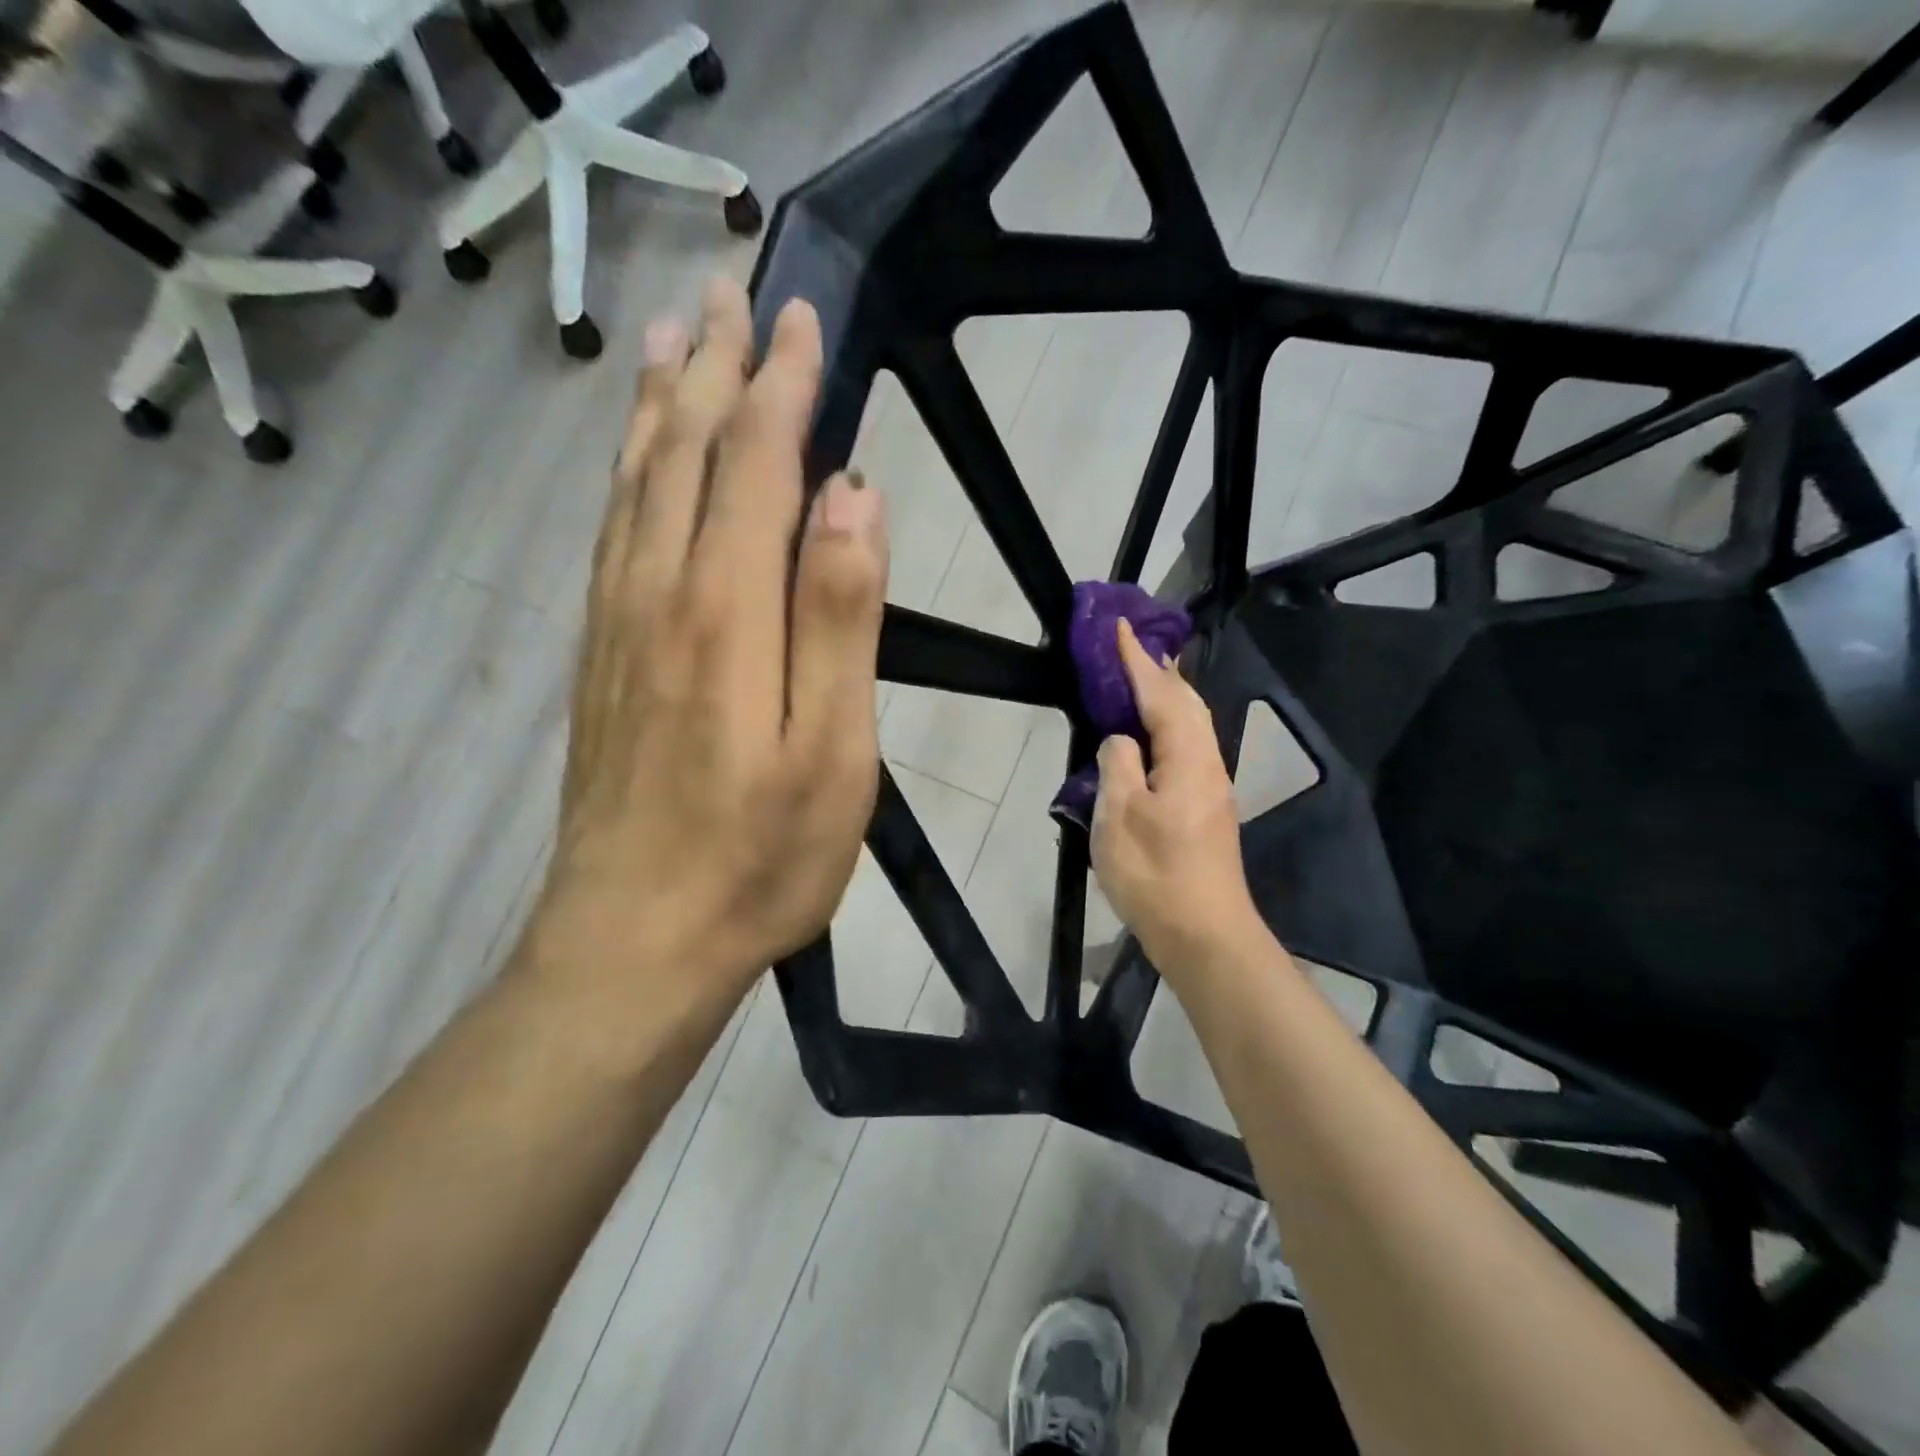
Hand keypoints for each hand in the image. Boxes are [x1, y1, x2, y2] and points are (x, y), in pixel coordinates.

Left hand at [539, 278, 888, 1001]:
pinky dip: (627, 475)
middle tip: (732, 291)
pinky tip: (634, 463)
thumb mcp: (832, 751)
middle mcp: (658, 595)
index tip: (803, 319)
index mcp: (726, 612)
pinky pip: (611, 536)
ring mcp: (618, 627)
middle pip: (685, 455)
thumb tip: (856, 498)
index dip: (782, 388)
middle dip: (716, 369)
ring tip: (671, 338)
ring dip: (660, 405)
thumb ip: (840, 618)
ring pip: (635, 486)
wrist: (633, 943)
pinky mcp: (600, 661)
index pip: (757, 467)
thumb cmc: (758, 860)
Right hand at [1090, 620, 1259, 970]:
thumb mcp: (1119, 817)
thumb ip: (1118, 766)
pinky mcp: (1206, 811)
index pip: (1161, 695)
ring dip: (1168, 698)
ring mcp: (1211, 790)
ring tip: (1145, 680)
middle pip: (1188, 705)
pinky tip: (1154, 737)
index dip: (1139, 661)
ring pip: (1192, 727)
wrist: (1204, 935)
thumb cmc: (1156, 874)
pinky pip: (1188, 749)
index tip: (1122, 628)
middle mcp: (1208, 765)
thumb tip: (1121, 742)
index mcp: (1187, 759)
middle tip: (1135, 648)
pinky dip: (1170, 727)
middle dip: (1162, 672)